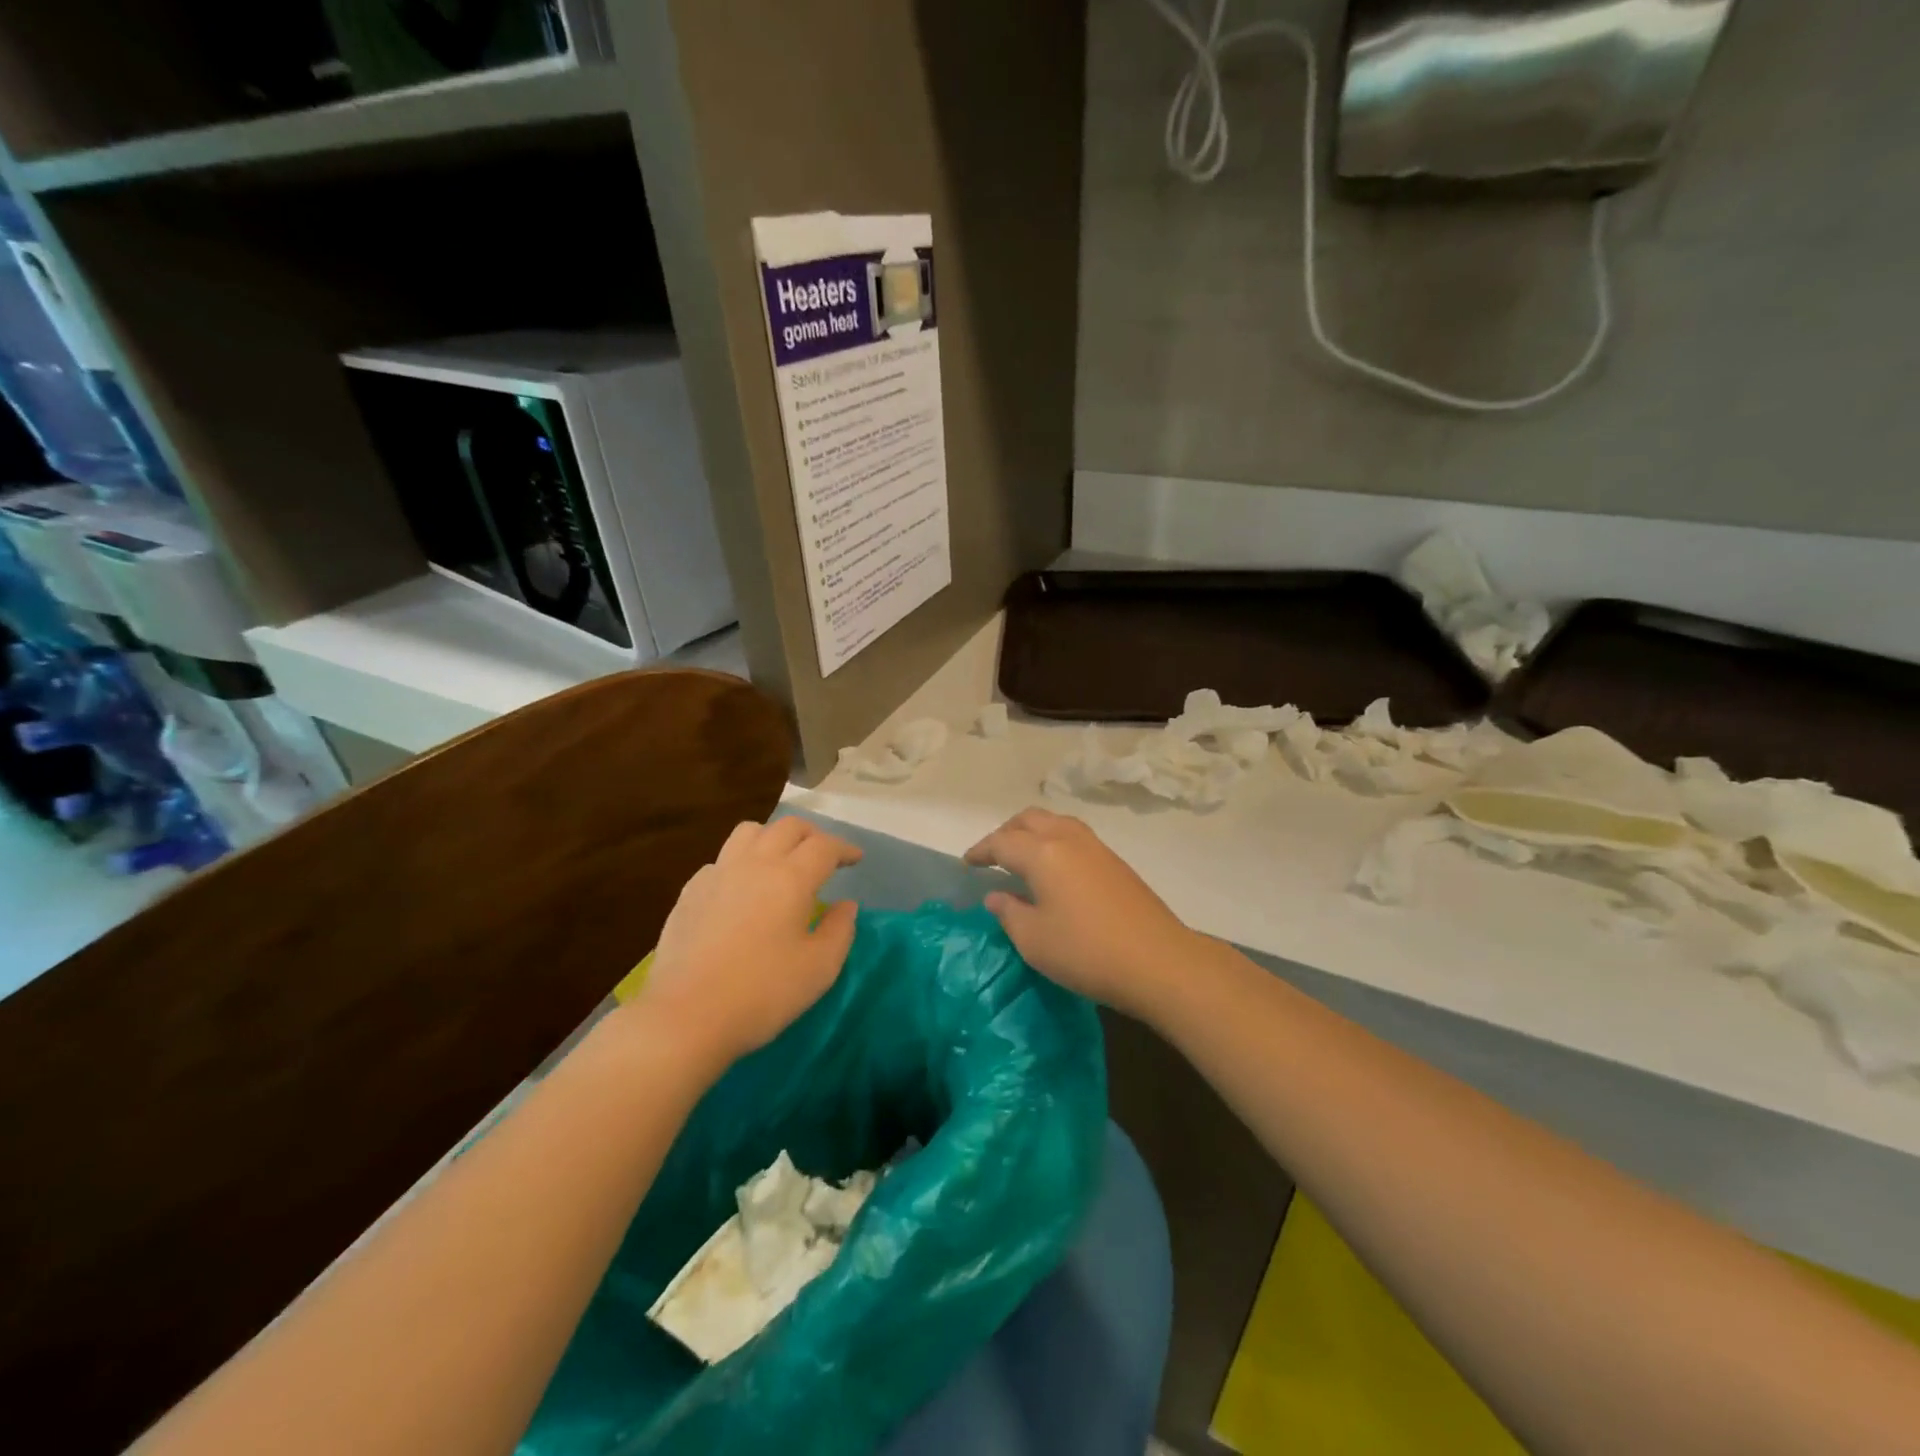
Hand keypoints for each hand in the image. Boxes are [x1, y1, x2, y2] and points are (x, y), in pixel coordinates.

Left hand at [638, 817, 862, 1071]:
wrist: (685, 1016)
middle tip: (824, 856)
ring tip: (781, 861)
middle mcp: (754, 864)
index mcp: (791, 878)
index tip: (856, 859)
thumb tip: (845, 905)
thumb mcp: (819, 968)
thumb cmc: (762, 993)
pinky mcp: (690, 892)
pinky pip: (721, 860)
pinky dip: (741, 863)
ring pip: (749, 832)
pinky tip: (742, 890)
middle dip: (813, 835)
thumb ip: (840, 930)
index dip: (844, 848)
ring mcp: (717, 874)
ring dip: (773, 838)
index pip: (824, 846)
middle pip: (788, 827)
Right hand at [964, 808, 1198, 1017]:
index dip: (981, 850)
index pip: (1002, 842)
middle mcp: (1068, 839)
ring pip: (1056, 822)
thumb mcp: (1034, 940)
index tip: (968, 863)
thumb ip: (1009, 912)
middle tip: (993, 855)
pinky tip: (1055, 869)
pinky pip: (1075, 836)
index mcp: (1043, 853)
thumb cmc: (1086, 952)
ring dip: (1033, 832)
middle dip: (1006, 832)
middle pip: (1030, 819)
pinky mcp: (1116, 862)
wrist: (1159, 961)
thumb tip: (997, 895)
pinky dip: (1055, 841)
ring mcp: (1097, 848)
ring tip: (1023, 857)